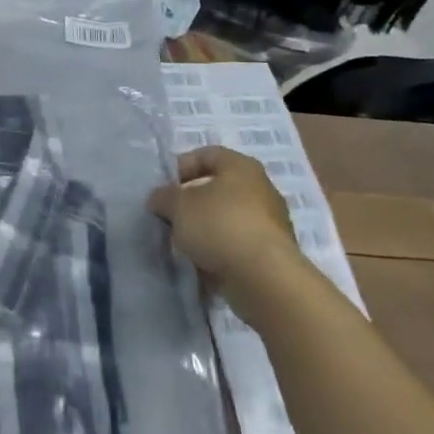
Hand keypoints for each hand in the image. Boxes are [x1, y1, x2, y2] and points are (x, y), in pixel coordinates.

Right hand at [147, 146, 306, 316]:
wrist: (265, 278)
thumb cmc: (219, 225)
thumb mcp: (177, 205)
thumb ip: (163, 197)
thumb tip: (159, 200)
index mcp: (241, 166)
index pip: (206, 155)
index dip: (181, 168)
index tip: (165, 189)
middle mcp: (261, 189)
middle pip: (217, 189)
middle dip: (191, 203)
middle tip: (171, 217)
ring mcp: (271, 223)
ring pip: (227, 219)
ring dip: (205, 230)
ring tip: (184, 245)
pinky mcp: (273, 254)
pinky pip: (238, 246)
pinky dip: (220, 252)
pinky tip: (203, 264)